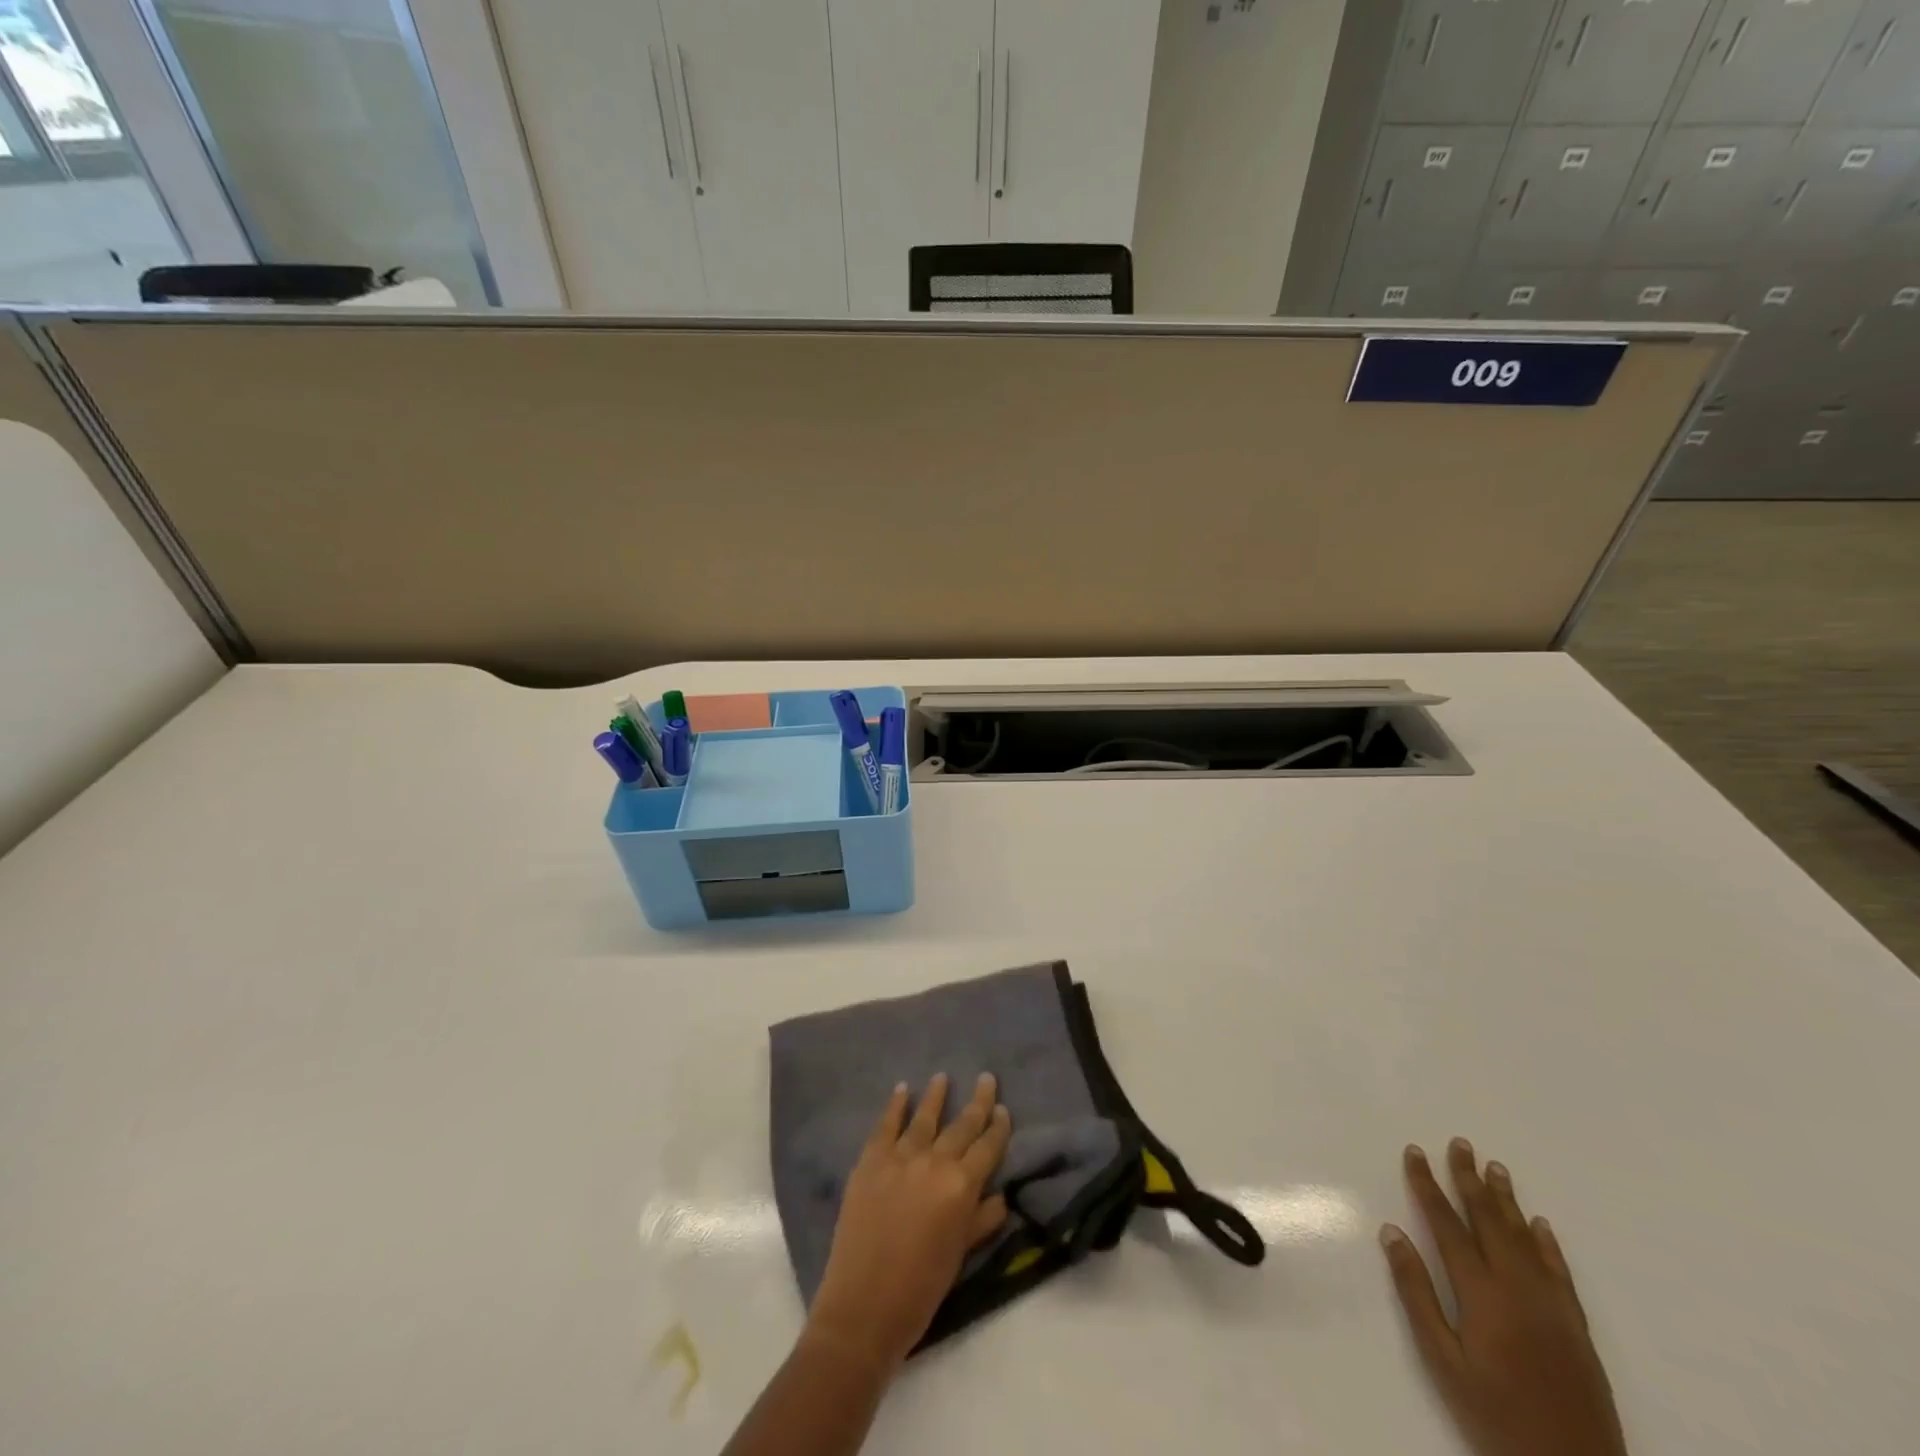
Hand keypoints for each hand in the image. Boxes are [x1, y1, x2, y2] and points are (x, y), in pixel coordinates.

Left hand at [807, 1073, 1012, 1369]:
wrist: (863, 1306)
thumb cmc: (921, 1289)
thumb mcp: (960, 1256)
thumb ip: (981, 1220)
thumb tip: (999, 1195)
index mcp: (961, 1186)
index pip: (987, 1148)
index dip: (998, 1128)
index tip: (1004, 1109)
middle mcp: (934, 1162)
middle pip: (961, 1125)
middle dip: (977, 1102)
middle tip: (986, 1078)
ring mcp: (900, 1157)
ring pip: (924, 1118)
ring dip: (936, 1096)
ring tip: (942, 1076)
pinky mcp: (870, 1161)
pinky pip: (886, 1125)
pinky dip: (895, 1106)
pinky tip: (902, 1090)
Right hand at [1381, 1140, 1626, 1455]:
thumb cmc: (1495, 1415)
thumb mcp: (1442, 1360)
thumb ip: (1416, 1293)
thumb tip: (1392, 1233)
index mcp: (1481, 1292)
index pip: (1447, 1223)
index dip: (1427, 1184)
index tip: (1415, 1152)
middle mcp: (1518, 1287)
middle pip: (1489, 1219)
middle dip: (1469, 1178)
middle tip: (1460, 1143)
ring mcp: (1552, 1305)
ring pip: (1525, 1237)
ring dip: (1506, 1199)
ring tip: (1495, 1167)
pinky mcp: (1576, 1326)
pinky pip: (1559, 1270)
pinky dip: (1546, 1242)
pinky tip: (1539, 1224)